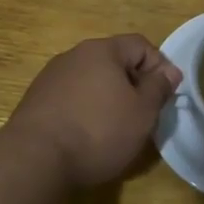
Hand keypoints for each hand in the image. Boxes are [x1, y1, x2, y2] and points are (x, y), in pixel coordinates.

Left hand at [5, 34, 183, 187]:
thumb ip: (158, 88)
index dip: (160, 66)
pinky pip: (71, 97)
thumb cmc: (98, 131)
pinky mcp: (35, 101)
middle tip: (144, 114)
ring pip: (91, 80)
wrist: (34, 159)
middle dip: (133, 84)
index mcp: (102, 50)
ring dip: (108, 98)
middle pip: (114, 61)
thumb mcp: (142, 112)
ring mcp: (50, 77)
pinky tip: (87, 136)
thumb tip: (169, 71)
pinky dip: (85, 110)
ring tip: (116, 128)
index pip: (140, 45)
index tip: (167, 95)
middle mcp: (74, 55)